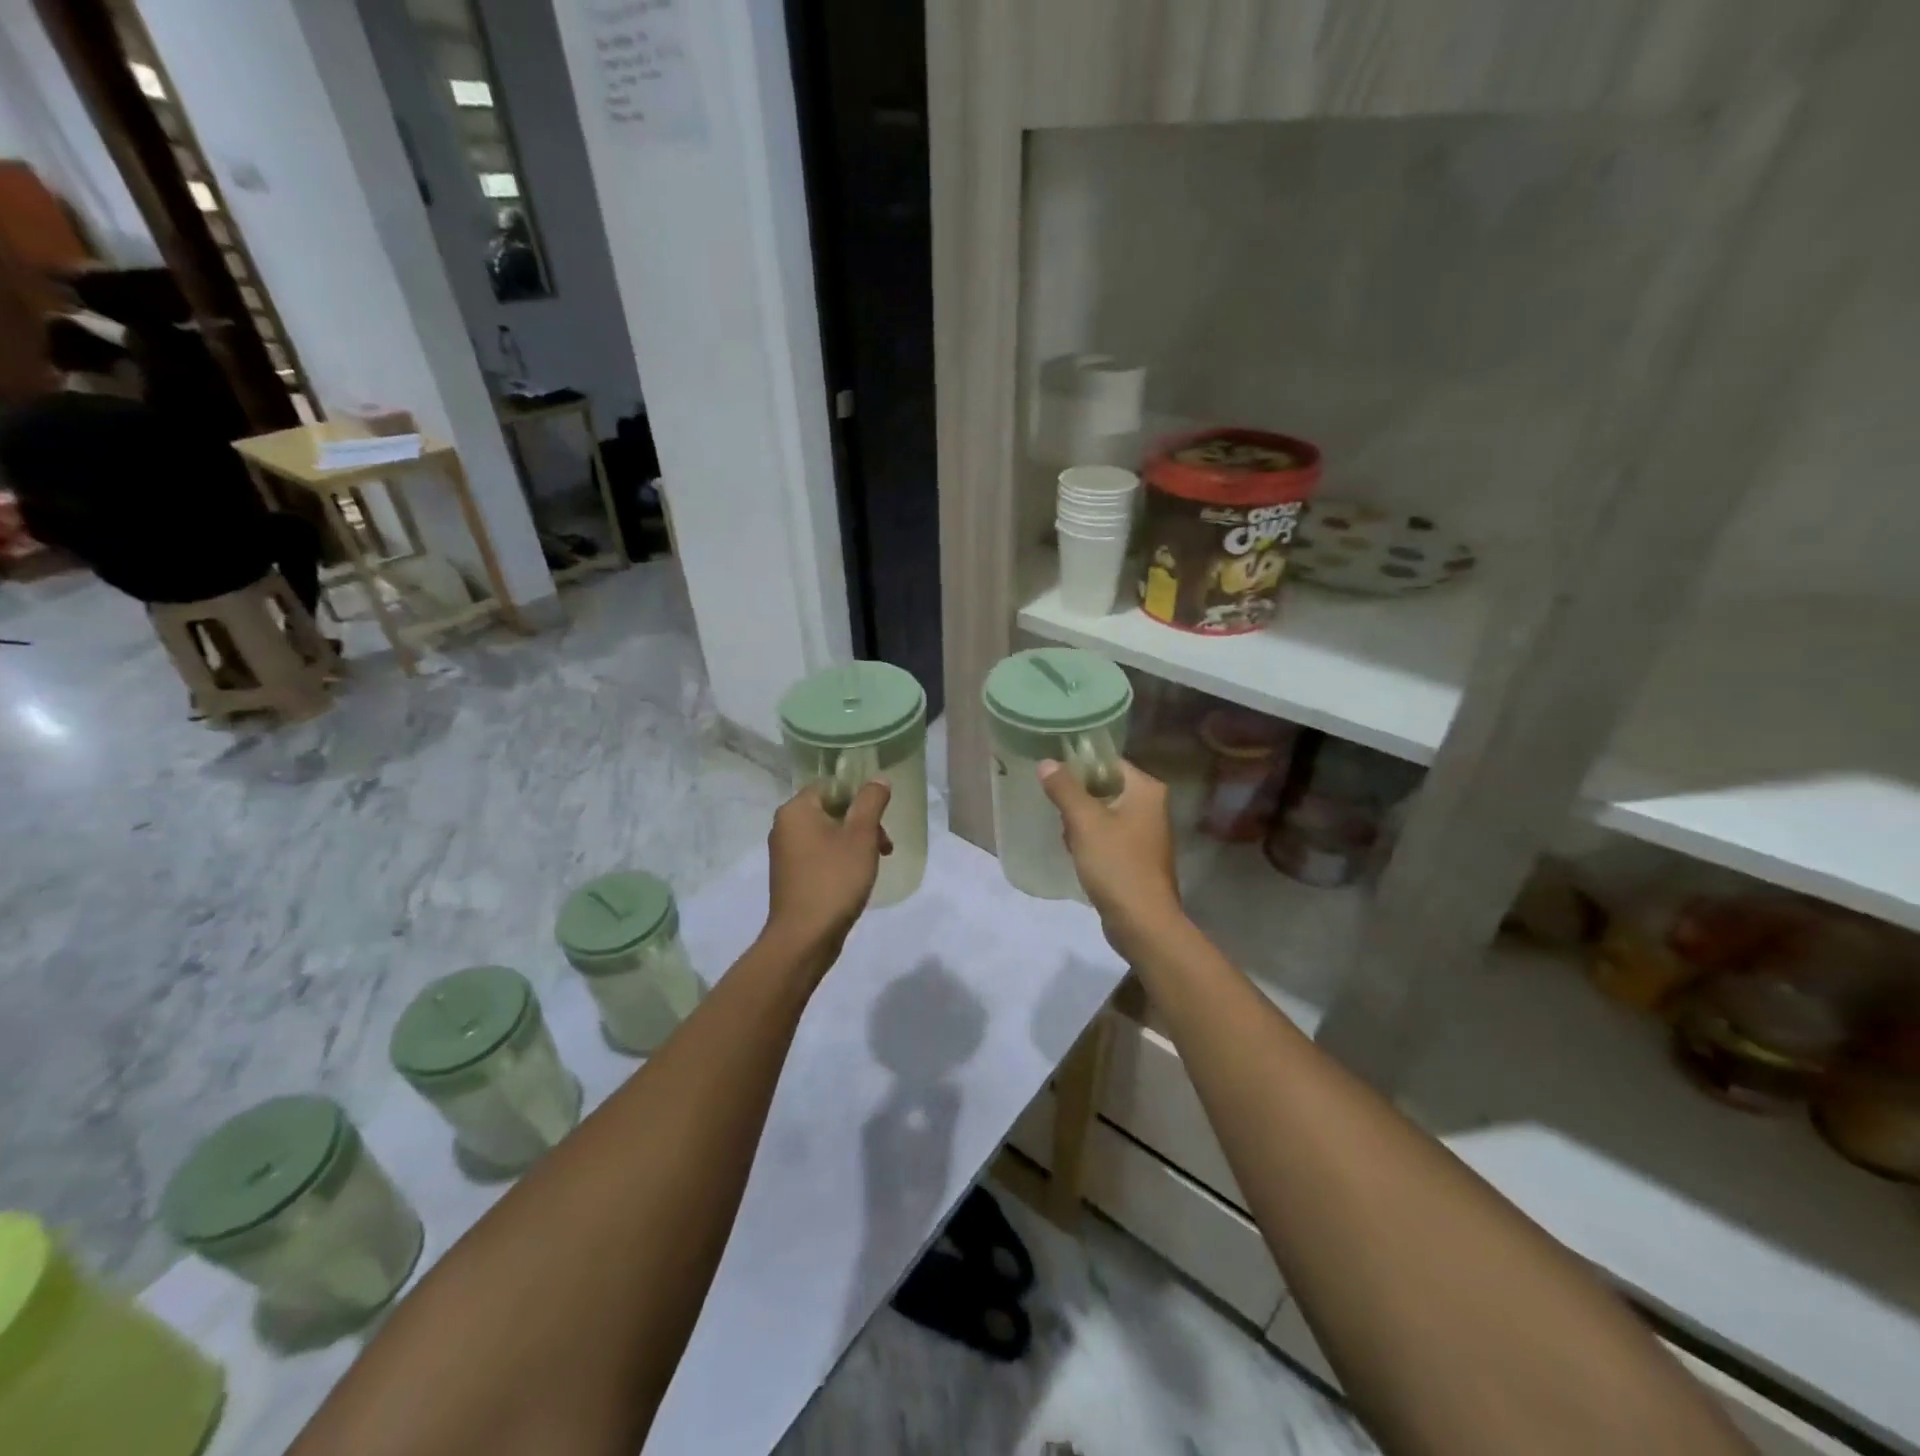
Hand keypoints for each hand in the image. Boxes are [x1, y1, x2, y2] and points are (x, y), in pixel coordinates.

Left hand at [764, 780, 892, 957]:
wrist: (804, 937)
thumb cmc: (834, 879)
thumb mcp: (861, 836)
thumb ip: (871, 802)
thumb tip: (878, 779)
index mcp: (796, 809)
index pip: (832, 785)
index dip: (860, 797)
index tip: (881, 818)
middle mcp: (785, 825)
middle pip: (831, 809)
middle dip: (862, 823)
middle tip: (885, 846)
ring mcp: (785, 852)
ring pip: (828, 833)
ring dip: (855, 842)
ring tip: (875, 863)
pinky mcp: (790, 875)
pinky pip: (819, 854)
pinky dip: (840, 858)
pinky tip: (856, 877)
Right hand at [1039, 758, 1182, 949]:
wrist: (1142, 923)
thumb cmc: (1116, 864)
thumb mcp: (1084, 822)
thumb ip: (1064, 788)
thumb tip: (1046, 762)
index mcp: (1146, 789)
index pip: (1108, 762)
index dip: (1079, 765)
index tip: (1052, 776)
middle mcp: (1152, 806)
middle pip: (1105, 787)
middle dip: (1078, 799)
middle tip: (1056, 809)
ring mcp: (1147, 833)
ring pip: (1104, 813)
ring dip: (1082, 822)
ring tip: (1065, 834)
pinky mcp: (1138, 857)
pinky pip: (1109, 836)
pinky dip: (1091, 841)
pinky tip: (1076, 853)